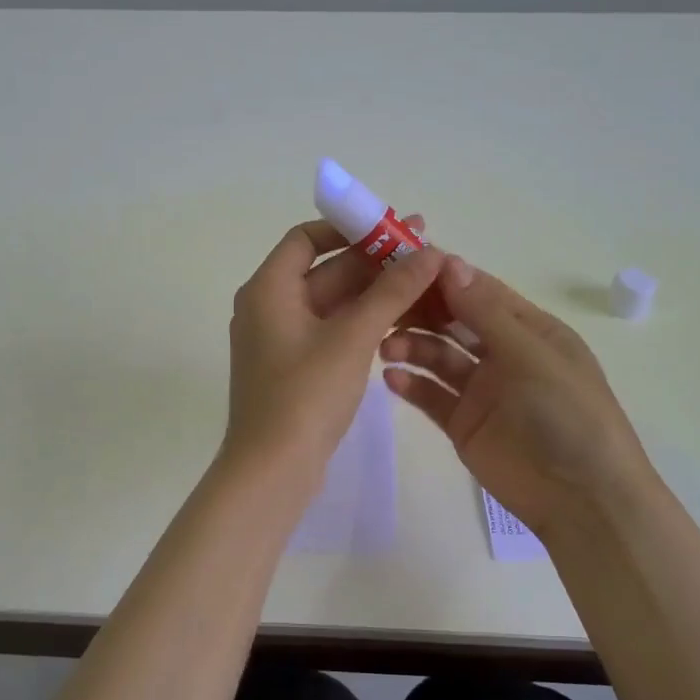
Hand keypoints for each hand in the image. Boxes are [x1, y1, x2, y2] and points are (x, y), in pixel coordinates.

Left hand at [225, 217, 446, 473]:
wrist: (272, 470)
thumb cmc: (305, 395)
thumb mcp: (352, 337)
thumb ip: (391, 291)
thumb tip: (430, 252)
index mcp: (268, 289)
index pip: (305, 238)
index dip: (347, 229)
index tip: (389, 228)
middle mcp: (268, 307)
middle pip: (323, 270)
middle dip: (372, 261)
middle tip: (424, 252)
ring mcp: (280, 340)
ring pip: (330, 303)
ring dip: (371, 293)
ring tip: (422, 284)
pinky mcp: (294, 368)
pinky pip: (329, 331)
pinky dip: (360, 322)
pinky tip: (398, 320)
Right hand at [380, 257, 657, 535]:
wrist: (581, 498)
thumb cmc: (567, 414)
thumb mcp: (531, 354)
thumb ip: (485, 312)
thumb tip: (449, 262)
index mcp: (529, 329)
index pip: (480, 291)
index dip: (444, 276)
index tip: (401, 262)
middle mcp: (503, 353)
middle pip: (453, 321)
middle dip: (421, 310)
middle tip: (383, 304)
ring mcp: (482, 390)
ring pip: (438, 356)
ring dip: (412, 346)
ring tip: (385, 348)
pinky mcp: (463, 423)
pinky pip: (432, 396)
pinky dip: (411, 384)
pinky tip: (392, 378)